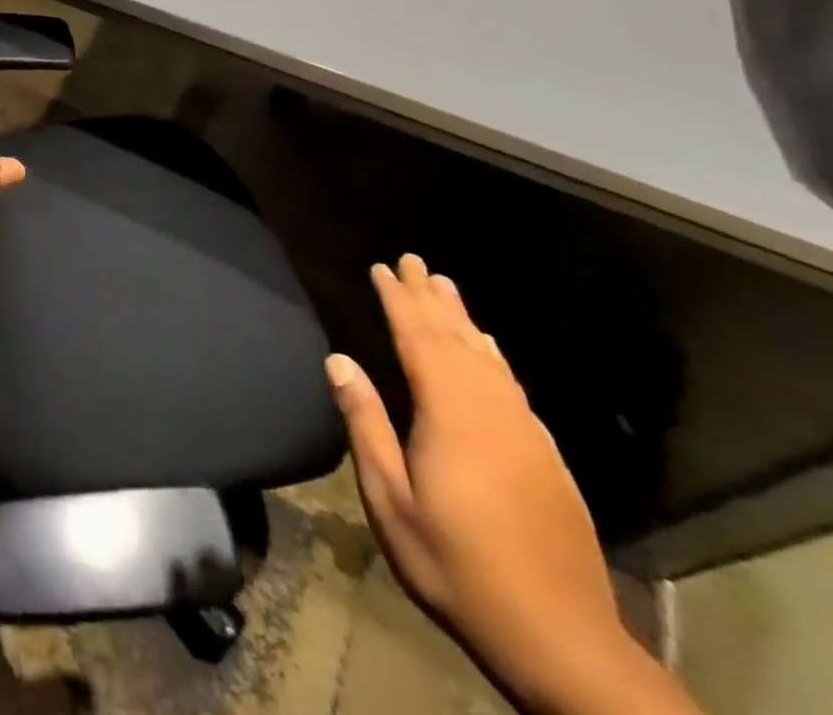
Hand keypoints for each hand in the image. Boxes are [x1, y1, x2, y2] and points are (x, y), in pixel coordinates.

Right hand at [326, 256, 684, 714]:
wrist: (561, 640)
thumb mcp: (391, 499)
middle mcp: (493, 414)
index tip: (382, 267)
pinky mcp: (546, 459)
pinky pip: (513, 387)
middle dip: (432, 298)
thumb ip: (366, 424)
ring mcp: (526, 436)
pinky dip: (493, 357)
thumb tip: (339, 360)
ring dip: (464, 320)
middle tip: (414, 261)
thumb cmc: (455, 564)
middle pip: (458, 341)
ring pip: (490, 361)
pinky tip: (488, 349)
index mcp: (452, 418)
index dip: (399, 301)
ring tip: (446, 287)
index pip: (420, 342)